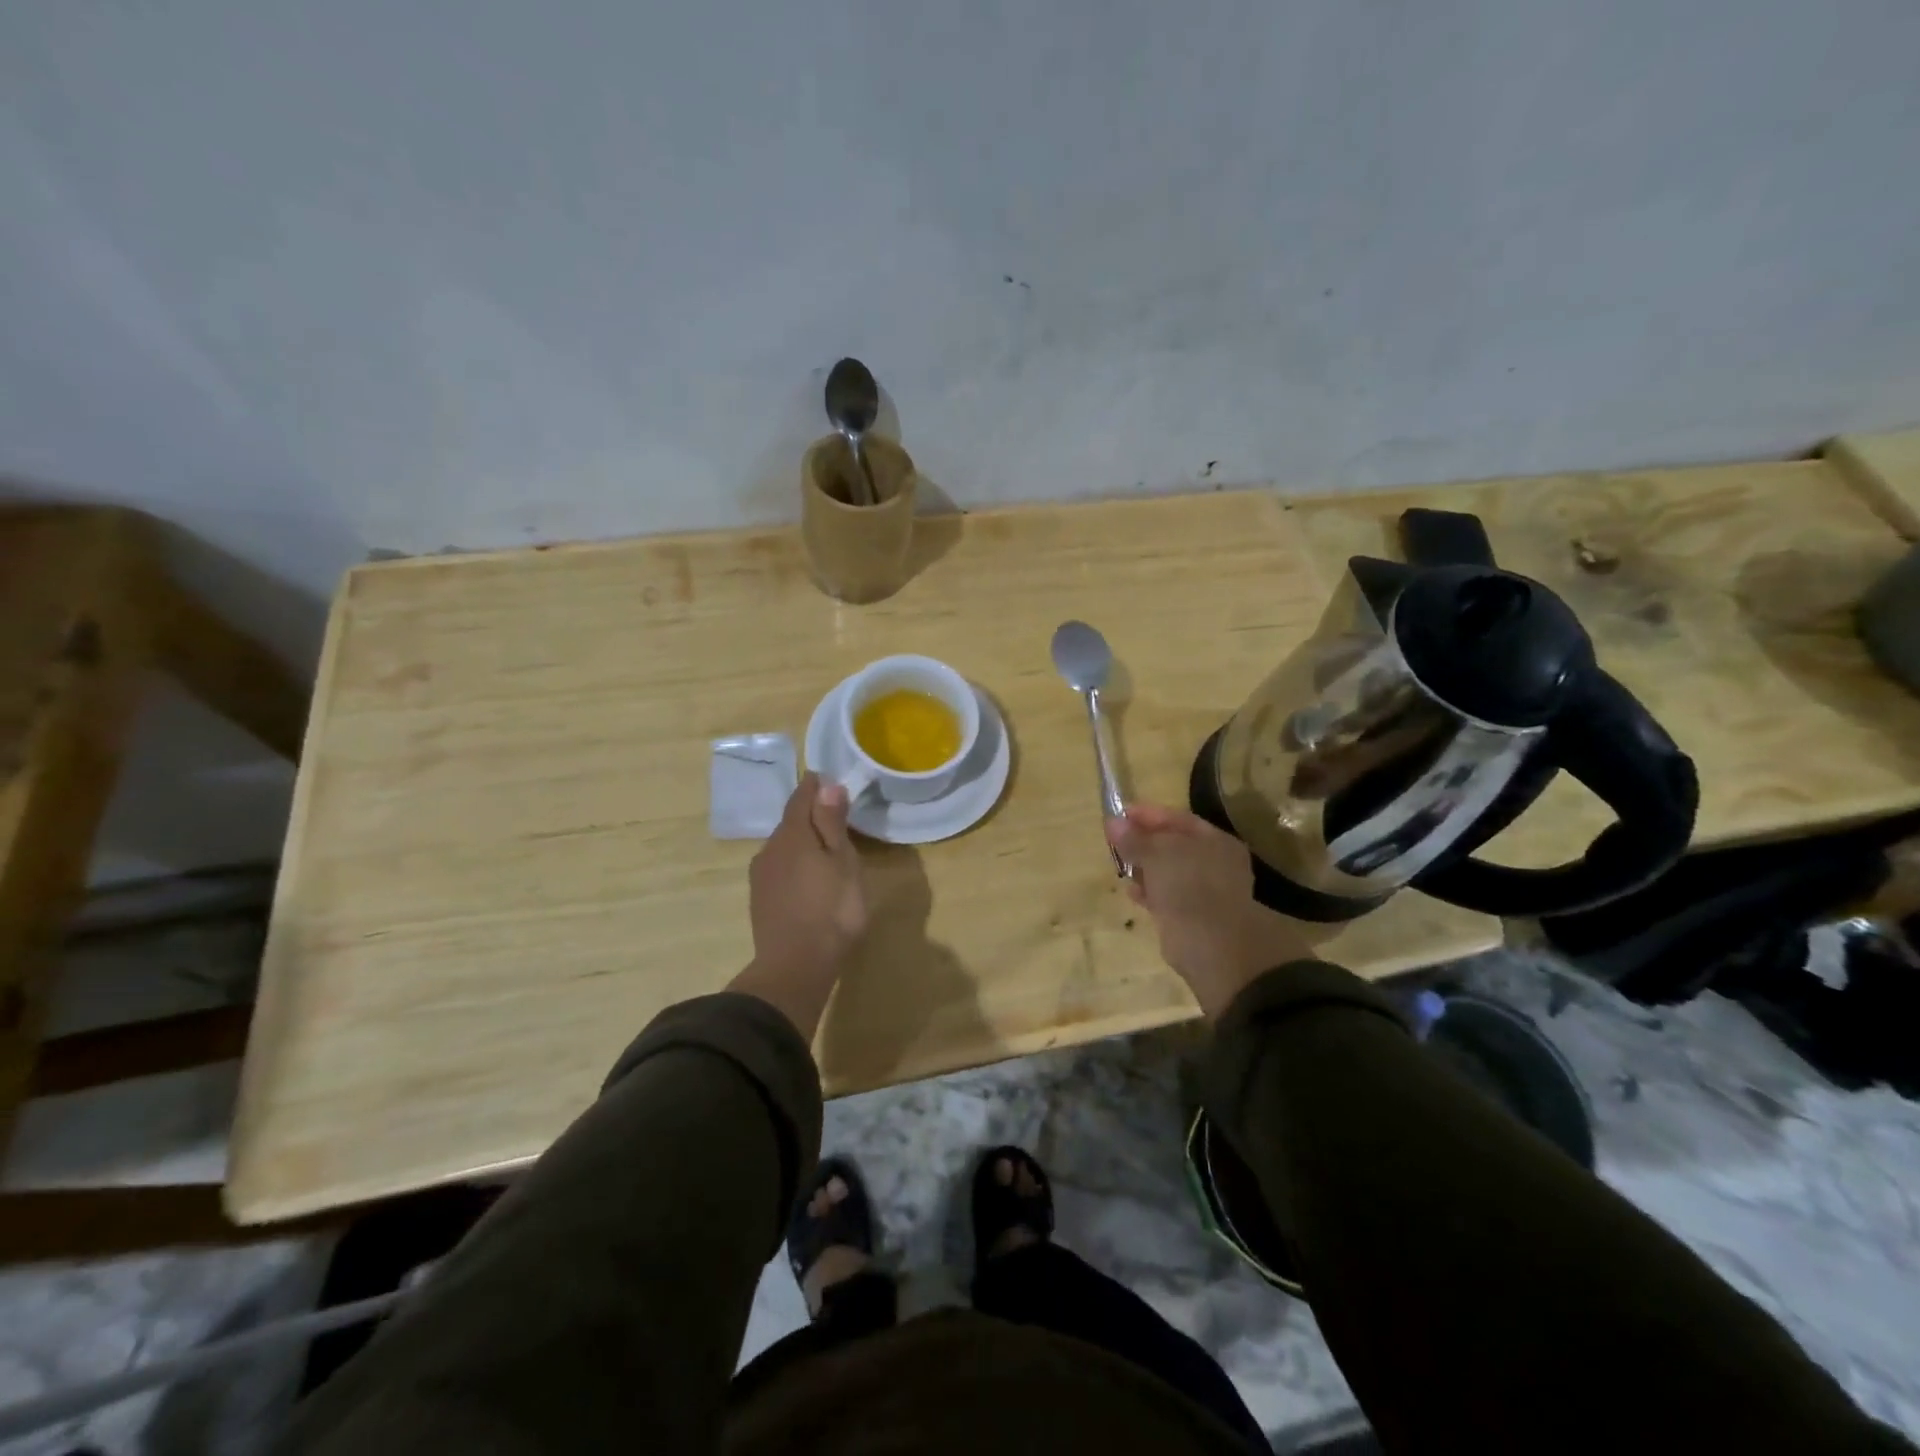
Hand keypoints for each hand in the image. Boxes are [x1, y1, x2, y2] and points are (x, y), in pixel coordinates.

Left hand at [733, 774, 868, 1037]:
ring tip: (825, 849)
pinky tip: (808, 878)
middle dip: (810, 814)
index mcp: (793, 834)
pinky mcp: (760, 899)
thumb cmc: (832, 910)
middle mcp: (770, 848)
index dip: (815, 786)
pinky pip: (779, 868)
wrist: (795, 966)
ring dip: (802, 841)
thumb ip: (832, 823)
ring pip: (784, 846)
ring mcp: (761, 875)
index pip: (801, 797)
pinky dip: (795, 864)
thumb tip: (826, 785)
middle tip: (836, 815)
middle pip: (790, 821)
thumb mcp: (843, 863)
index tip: (828, 778)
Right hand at [1108, 803, 1311, 1019]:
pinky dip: (1149, 890)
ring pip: (1169, 871)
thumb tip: (1113, 822)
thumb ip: (1134, 839)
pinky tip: (1131, 891)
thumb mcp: (1157, 856)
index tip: (1118, 814)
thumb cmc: (1189, 888)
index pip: (1177, 818)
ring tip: (1119, 863)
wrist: (1212, 948)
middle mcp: (1215, 862)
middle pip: (1173, 844)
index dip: (1147, 814)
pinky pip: (1167, 895)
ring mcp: (1206, 891)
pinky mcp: (1194, 916)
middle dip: (1144, 841)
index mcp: (1214, 840)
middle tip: (1114, 839)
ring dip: (1144, 866)